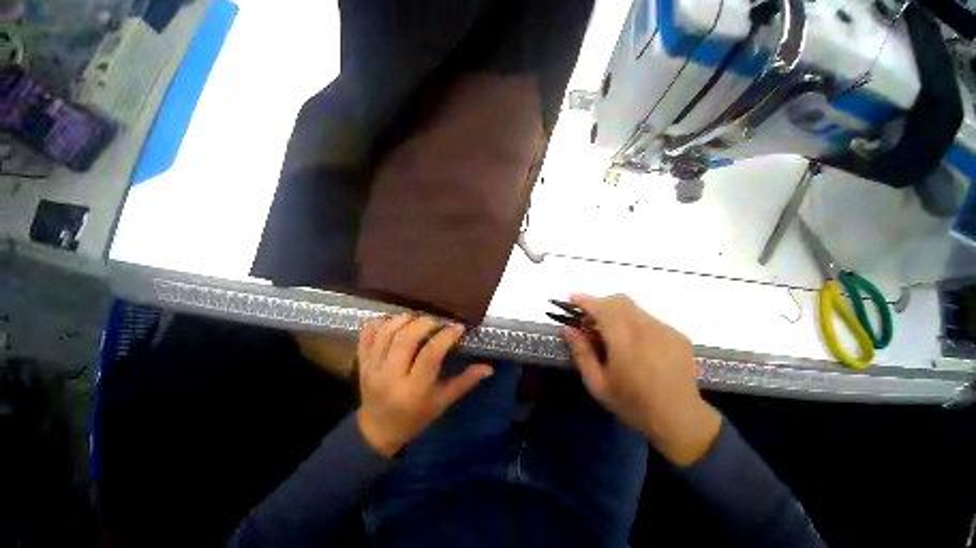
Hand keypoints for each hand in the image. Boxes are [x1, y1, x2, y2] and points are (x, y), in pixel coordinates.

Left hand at [356, 315, 493, 457]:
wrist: (377, 430)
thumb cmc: (415, 417)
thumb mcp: (442, 402)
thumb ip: (465, 382)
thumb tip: (489, 367)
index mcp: (414, 389)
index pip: (430, 354)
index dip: (446, 336)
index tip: (458, 327)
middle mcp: (390, 376)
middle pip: (406, 339)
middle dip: (425, 323)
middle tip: (438, 321)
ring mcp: (371, 368)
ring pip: (386, 333)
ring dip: (404, 319)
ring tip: (418, 319)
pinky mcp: (361, 362)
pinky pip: (367, 334)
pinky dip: (380, 322)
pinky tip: (394, 321)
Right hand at [565, 294, 720, 465]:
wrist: (680, 420)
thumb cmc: (633, 404)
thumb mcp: (598, 384)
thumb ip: (581, 354)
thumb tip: (568, 329)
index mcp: (626, 344)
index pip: (603, 309)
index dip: (586, 300)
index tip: (572, 299)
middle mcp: (648, 331)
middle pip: (619, 301)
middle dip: (600, 304)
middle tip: (590, 321)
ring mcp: (666, 331)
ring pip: (634, 308)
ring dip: (616, 313)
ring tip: (611, 334)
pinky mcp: (677, 335)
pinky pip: (648, 318)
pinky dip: (633, 322)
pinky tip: (634, 344)